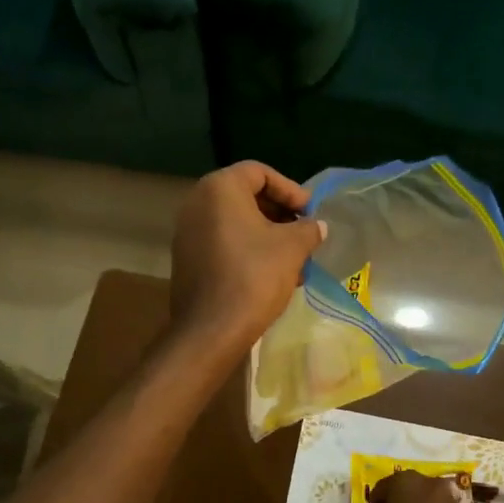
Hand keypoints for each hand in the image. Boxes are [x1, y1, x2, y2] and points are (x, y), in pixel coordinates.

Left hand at [169, 161, 326, 357]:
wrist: (211, 330)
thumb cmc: (254, 276)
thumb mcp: (293, 248)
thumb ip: (308, 229)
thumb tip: (316, 226)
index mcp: (219, 189)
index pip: (259, 172)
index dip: (290, 189)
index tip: (310, 212)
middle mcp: (196, 203)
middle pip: (246, 196)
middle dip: (280, 214)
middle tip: (304, 233)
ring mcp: (187, 232)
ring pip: (236, 223)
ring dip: (267, 235)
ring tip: (295, 260)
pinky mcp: (187, 259)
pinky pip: (222, 242)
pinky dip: (248, 250)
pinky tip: (273, 274)